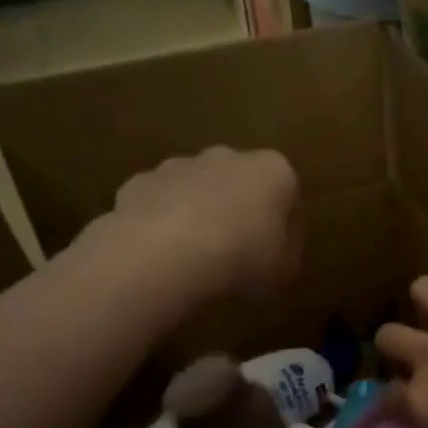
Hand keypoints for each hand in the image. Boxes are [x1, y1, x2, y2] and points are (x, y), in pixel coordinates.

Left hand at [92, 146, 299, 301]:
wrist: (164, 256)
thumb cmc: (241, 259)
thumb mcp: (284, 270)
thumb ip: (285, 251)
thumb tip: (275, 244)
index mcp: (272, 171)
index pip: (287, 194)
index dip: (284, 225)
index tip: (276, 252)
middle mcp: (227, 157)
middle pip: (239, 182)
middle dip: (238, 209)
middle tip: (236, 251)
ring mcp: (179, 165)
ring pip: (196, 188)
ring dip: (198, 212)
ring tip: (194, 256)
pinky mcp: (139, 182)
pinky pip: (158, 203)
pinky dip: (161, 222)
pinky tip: (161, 253)